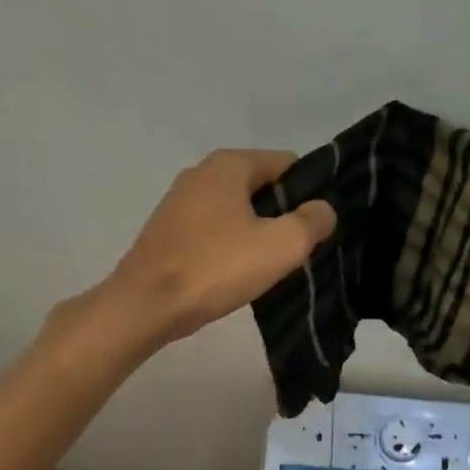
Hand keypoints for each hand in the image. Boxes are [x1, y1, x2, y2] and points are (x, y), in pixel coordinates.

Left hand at [102, 149, 335, 345]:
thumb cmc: (217, 268)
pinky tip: (236, 274)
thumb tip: (323, 209)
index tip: (317, 227)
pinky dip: (229, 247)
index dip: (309, 193)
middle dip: (282, 215)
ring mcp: (179, 202)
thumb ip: (312, 222)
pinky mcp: (168, 231)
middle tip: (298, 251)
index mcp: (229, 164)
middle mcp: (201, 173)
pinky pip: (213, 231)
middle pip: (261, 187)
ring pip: (236, 211)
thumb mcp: (281, 245)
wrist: (146, 305)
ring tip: (269, 267)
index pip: (287, 164)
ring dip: (256, 233)